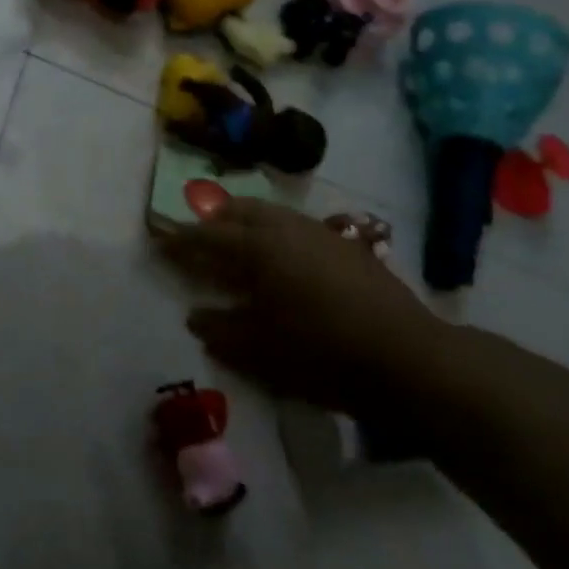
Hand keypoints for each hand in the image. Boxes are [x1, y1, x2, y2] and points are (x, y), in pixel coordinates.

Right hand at [157, 200, 438, 416]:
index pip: (207, 236)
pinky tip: (284, 259)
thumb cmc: (321, 353)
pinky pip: (298, 227)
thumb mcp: (259, 351)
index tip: (160, 241)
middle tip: (199, 237)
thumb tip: (196, 316)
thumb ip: (221, 330)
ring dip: (248, 223)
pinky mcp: (348, 246)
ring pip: (273, 214)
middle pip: (240, 210)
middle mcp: (286, 229)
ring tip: (238, 243)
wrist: (408, 358)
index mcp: (258, 248)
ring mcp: (321, 233)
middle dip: (215, 220)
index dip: (181, 240)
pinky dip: (277, 233)